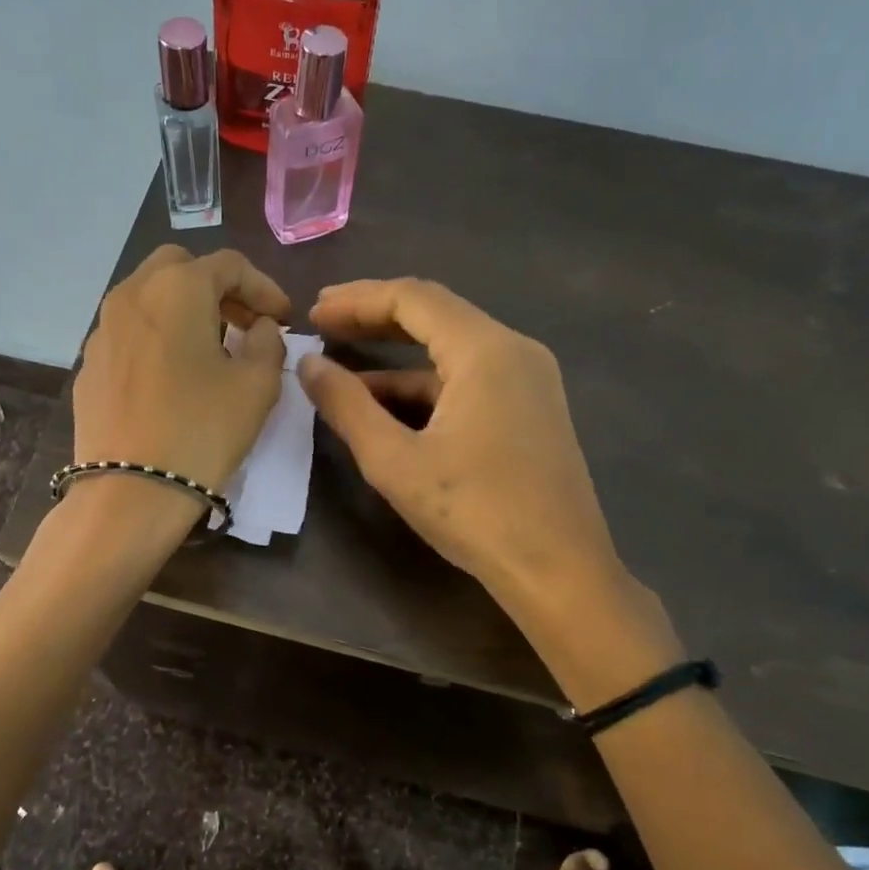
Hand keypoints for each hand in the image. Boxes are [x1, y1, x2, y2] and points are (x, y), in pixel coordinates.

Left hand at [73, 246, 290, 495]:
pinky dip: (157, 337)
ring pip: (148, 297)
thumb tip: (258, 328)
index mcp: (176, 288)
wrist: (131, 492)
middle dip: (218, 288)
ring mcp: (102, 330)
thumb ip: (267, 342)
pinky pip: (129, 333)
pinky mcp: (88, 364)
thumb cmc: (202, 431)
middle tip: (243, 323)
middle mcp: (131, 295)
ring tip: (209, 348)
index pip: (229, 265)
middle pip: (180, 268)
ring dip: (184, 310)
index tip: (282, 320)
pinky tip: (171, 375)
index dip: (264, 288)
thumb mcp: (257, 385)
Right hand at [299, 279, 678, 694]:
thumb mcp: (395, 461)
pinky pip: (468, 378)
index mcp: (485, 350)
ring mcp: (529, 379)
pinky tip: (387, 407)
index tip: (313, 314)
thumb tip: (308, 366)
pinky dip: (424, 385)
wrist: (559, 571)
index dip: (357, 300)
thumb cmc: (475, 513)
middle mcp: (514, 350)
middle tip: (322, 324)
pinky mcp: (531, 407)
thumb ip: (347, 406)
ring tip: (342, 369)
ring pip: (450, 348)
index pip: (412, 298)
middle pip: (435, 313)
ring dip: (396, 356)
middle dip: (374, 317)